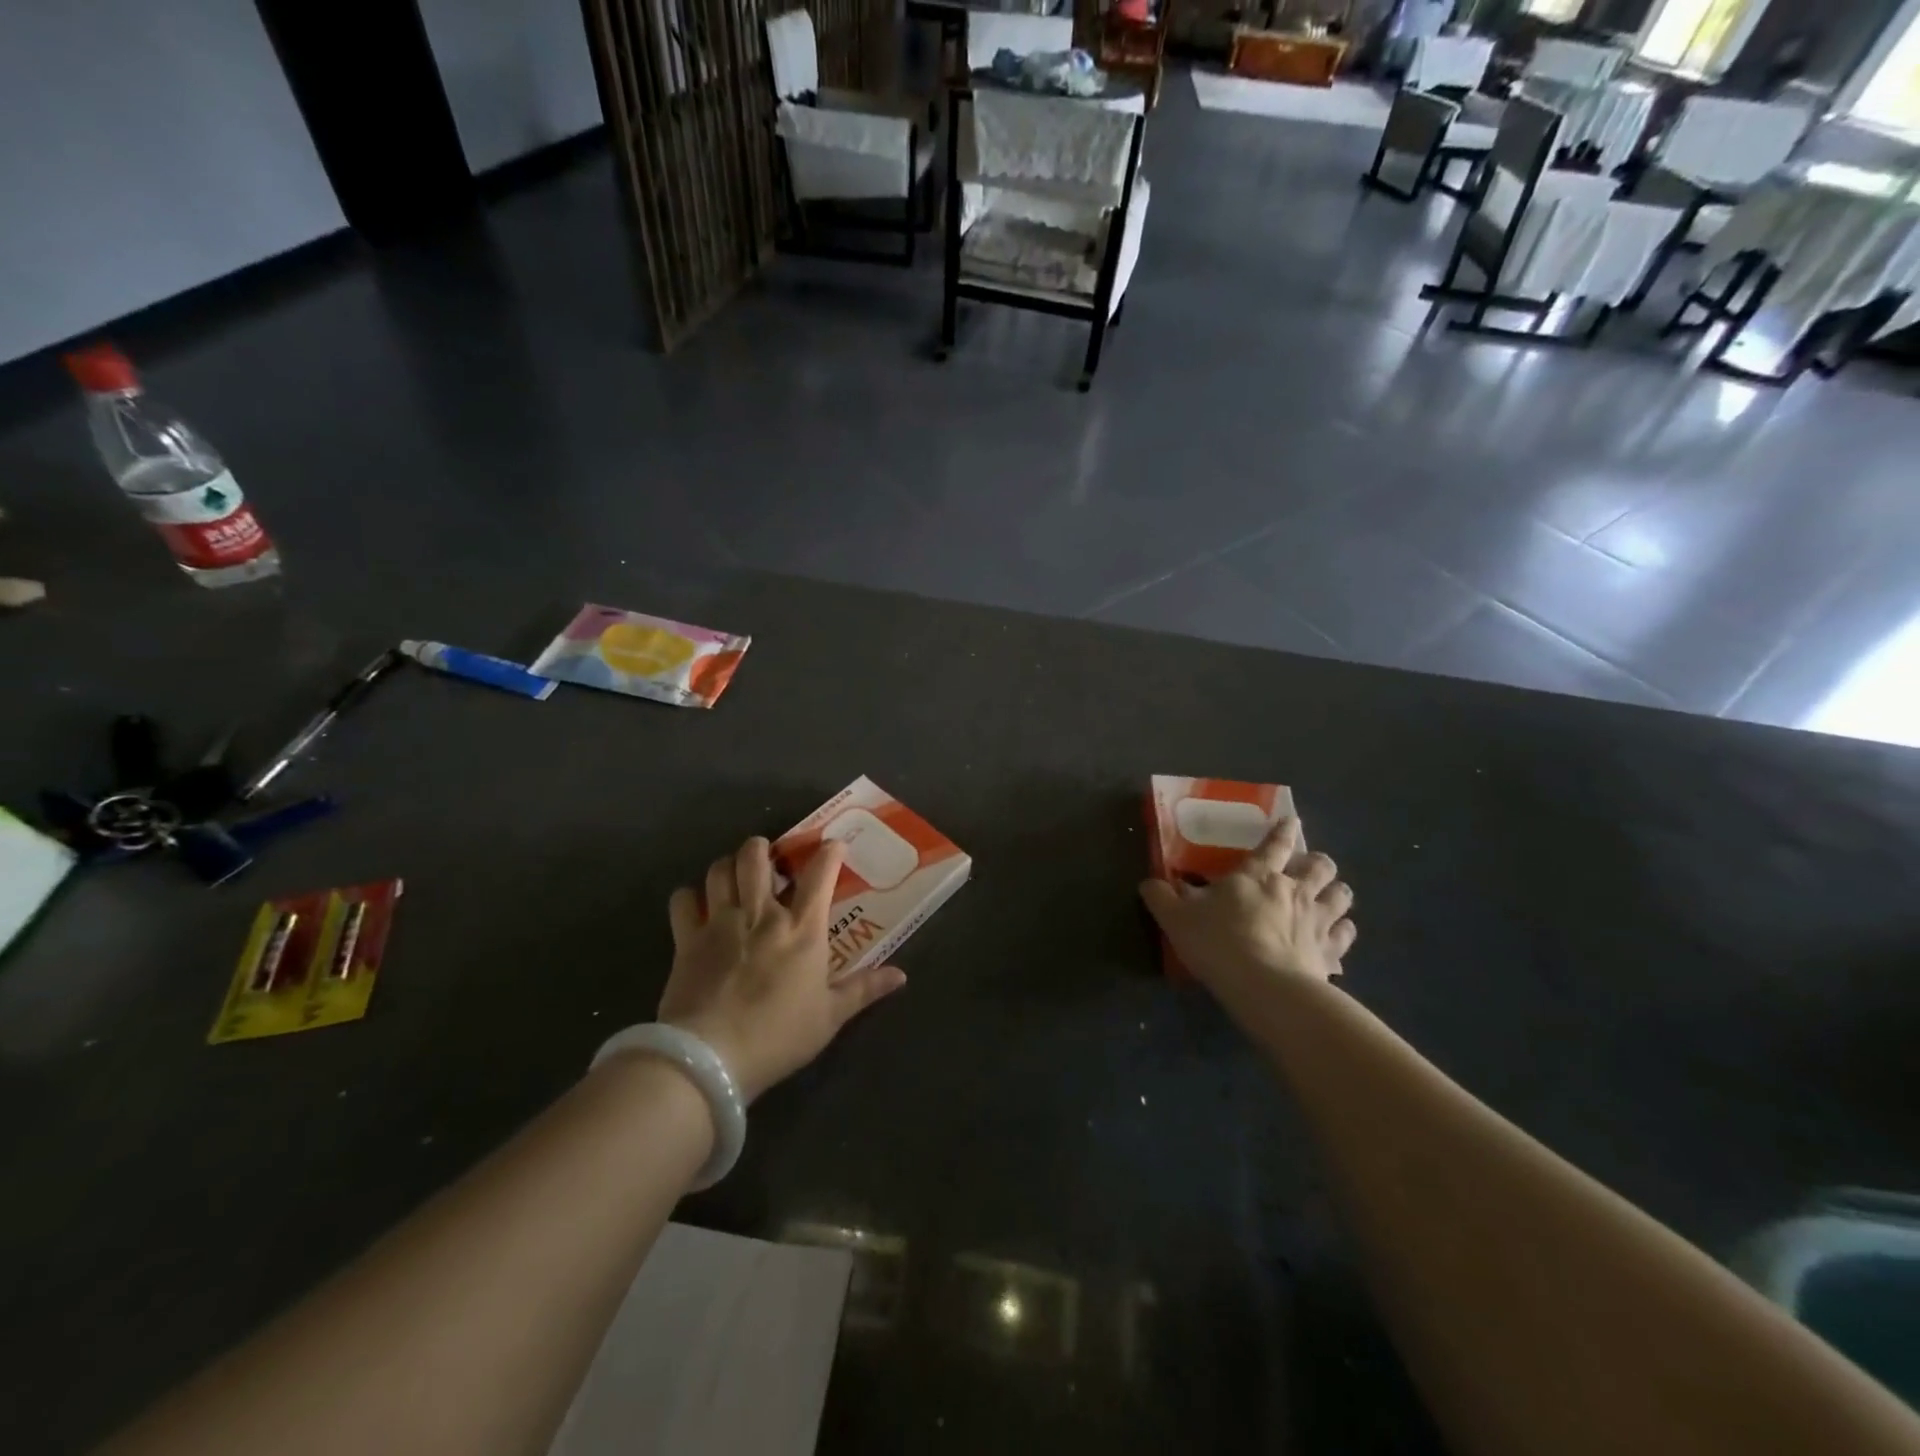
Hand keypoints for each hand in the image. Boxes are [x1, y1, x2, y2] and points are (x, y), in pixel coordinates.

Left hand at [654, 836, 905, 1102]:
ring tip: (735, 874)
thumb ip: (864, 990)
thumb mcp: (830, 1017)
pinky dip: (690, 896)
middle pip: (757, 856)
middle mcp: (761, 914)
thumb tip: (901, 976)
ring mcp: (720, 922)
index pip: (819, 874)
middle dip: (763, 847)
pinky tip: (697, 905)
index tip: (833, 845)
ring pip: (720, 869)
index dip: (828, 852)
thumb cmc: (779, 1035)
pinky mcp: (687, 939)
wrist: (711, 1057)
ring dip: (728, 865)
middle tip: (770, 857)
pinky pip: (683, 900)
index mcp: (802, 929)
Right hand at [1139, 818, 1355, 991]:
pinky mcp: (1331, 951)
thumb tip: (1149, 883)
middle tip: (1310, 868)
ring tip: (1331, 896)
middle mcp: (1293, 890)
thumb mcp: (1176, 919)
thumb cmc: (1218, 943)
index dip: (1283, 831)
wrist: (1265, 987)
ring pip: (1340, 895)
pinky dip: (1343, 931)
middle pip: (1319, 866)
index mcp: (1256, 876)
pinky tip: (1337, 935)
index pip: (1274, 844)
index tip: (1292, 821)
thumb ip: (1161, 898)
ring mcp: (1317, 920)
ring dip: (1336, 892)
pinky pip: (1345, 934)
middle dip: (1318, 863)